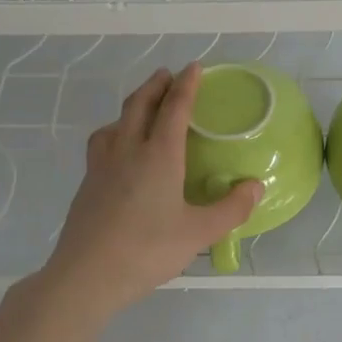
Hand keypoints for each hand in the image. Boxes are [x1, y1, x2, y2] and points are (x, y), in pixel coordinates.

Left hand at [41, 64, 262, 316]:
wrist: (86, 275)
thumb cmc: (147, 250)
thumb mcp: (199, 233)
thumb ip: (231, 208)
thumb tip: (256, 186)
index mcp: (159, 155)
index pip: (174, 108)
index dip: (186, 85)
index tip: (194, 67)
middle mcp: (127, 151)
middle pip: (139, 105)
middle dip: (155, 85)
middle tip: (167, 75)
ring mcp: (101, 166)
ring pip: (115, 122)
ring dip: (130, 107)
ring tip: (141, 110)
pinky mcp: (87, 184)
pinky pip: (102, 143)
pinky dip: (115, 132)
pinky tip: (119, 152)